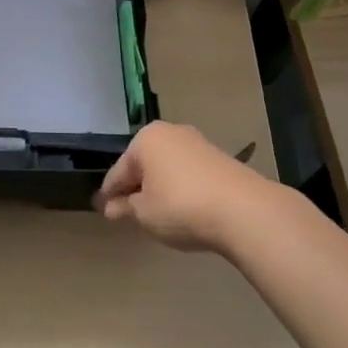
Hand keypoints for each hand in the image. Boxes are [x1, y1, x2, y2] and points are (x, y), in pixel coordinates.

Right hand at [95, 122, 271, 253]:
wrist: (243, 209)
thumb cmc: (181, 206)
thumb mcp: (145, 213)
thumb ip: (126, 208)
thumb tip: (111, 207)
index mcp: (145, 139)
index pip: (119, 170)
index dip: (110, 193)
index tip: (103, 210)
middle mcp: (170, 132)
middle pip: (144, 164)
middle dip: (135, 187)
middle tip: (128, 213)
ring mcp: (197, 143)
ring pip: (167, 168)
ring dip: (159, 188)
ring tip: (156, 214)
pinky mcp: (219, 158)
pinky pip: (188, 173)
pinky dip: (180, 188)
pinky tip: (182, 209)